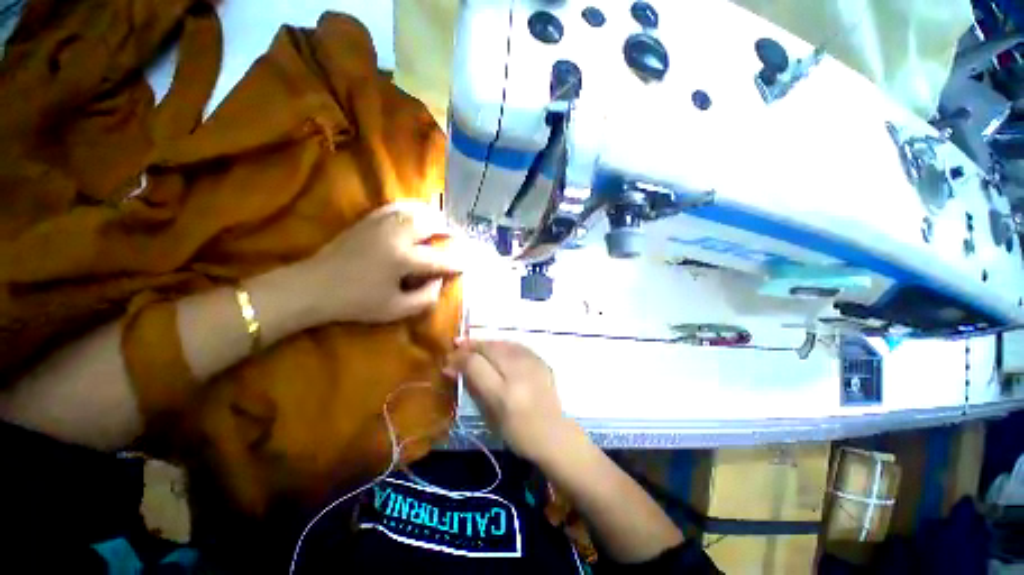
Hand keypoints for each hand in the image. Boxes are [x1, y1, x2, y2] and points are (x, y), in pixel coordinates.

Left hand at [291, 202, 460, 323]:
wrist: (314, 286)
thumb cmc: (357, 302)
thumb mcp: (396, 310)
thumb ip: (426, 297)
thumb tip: (440, 280)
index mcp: (403, 259)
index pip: (441, 258)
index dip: (457, 263)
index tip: (467, 264)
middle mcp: (396, 235)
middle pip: (432, 223)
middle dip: (450, 232)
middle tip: (456, 242)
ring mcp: (382, 222)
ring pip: (417, 210)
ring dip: (435, 218)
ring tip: (442, 228)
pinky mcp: (370, 218)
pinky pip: (399, 206)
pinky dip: (415, 209)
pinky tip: (419, 217)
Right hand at [445, 340, 581, 463]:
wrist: (553, 434)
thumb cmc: (517, 432)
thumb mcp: (489, 415)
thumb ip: (472, 387)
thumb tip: (452, 368)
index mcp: (503, 394)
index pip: (476, 364)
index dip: (460, 358)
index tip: (449, 359)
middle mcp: (518, 374)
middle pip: (490, 348)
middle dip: (471, 345)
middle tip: (458, 344)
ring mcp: (532, 365)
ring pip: (503, 343)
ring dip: (486, 343)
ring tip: (474, 346)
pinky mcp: (541, 361)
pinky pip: (517, 346)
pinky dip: (502, 345)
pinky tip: (496, 348)